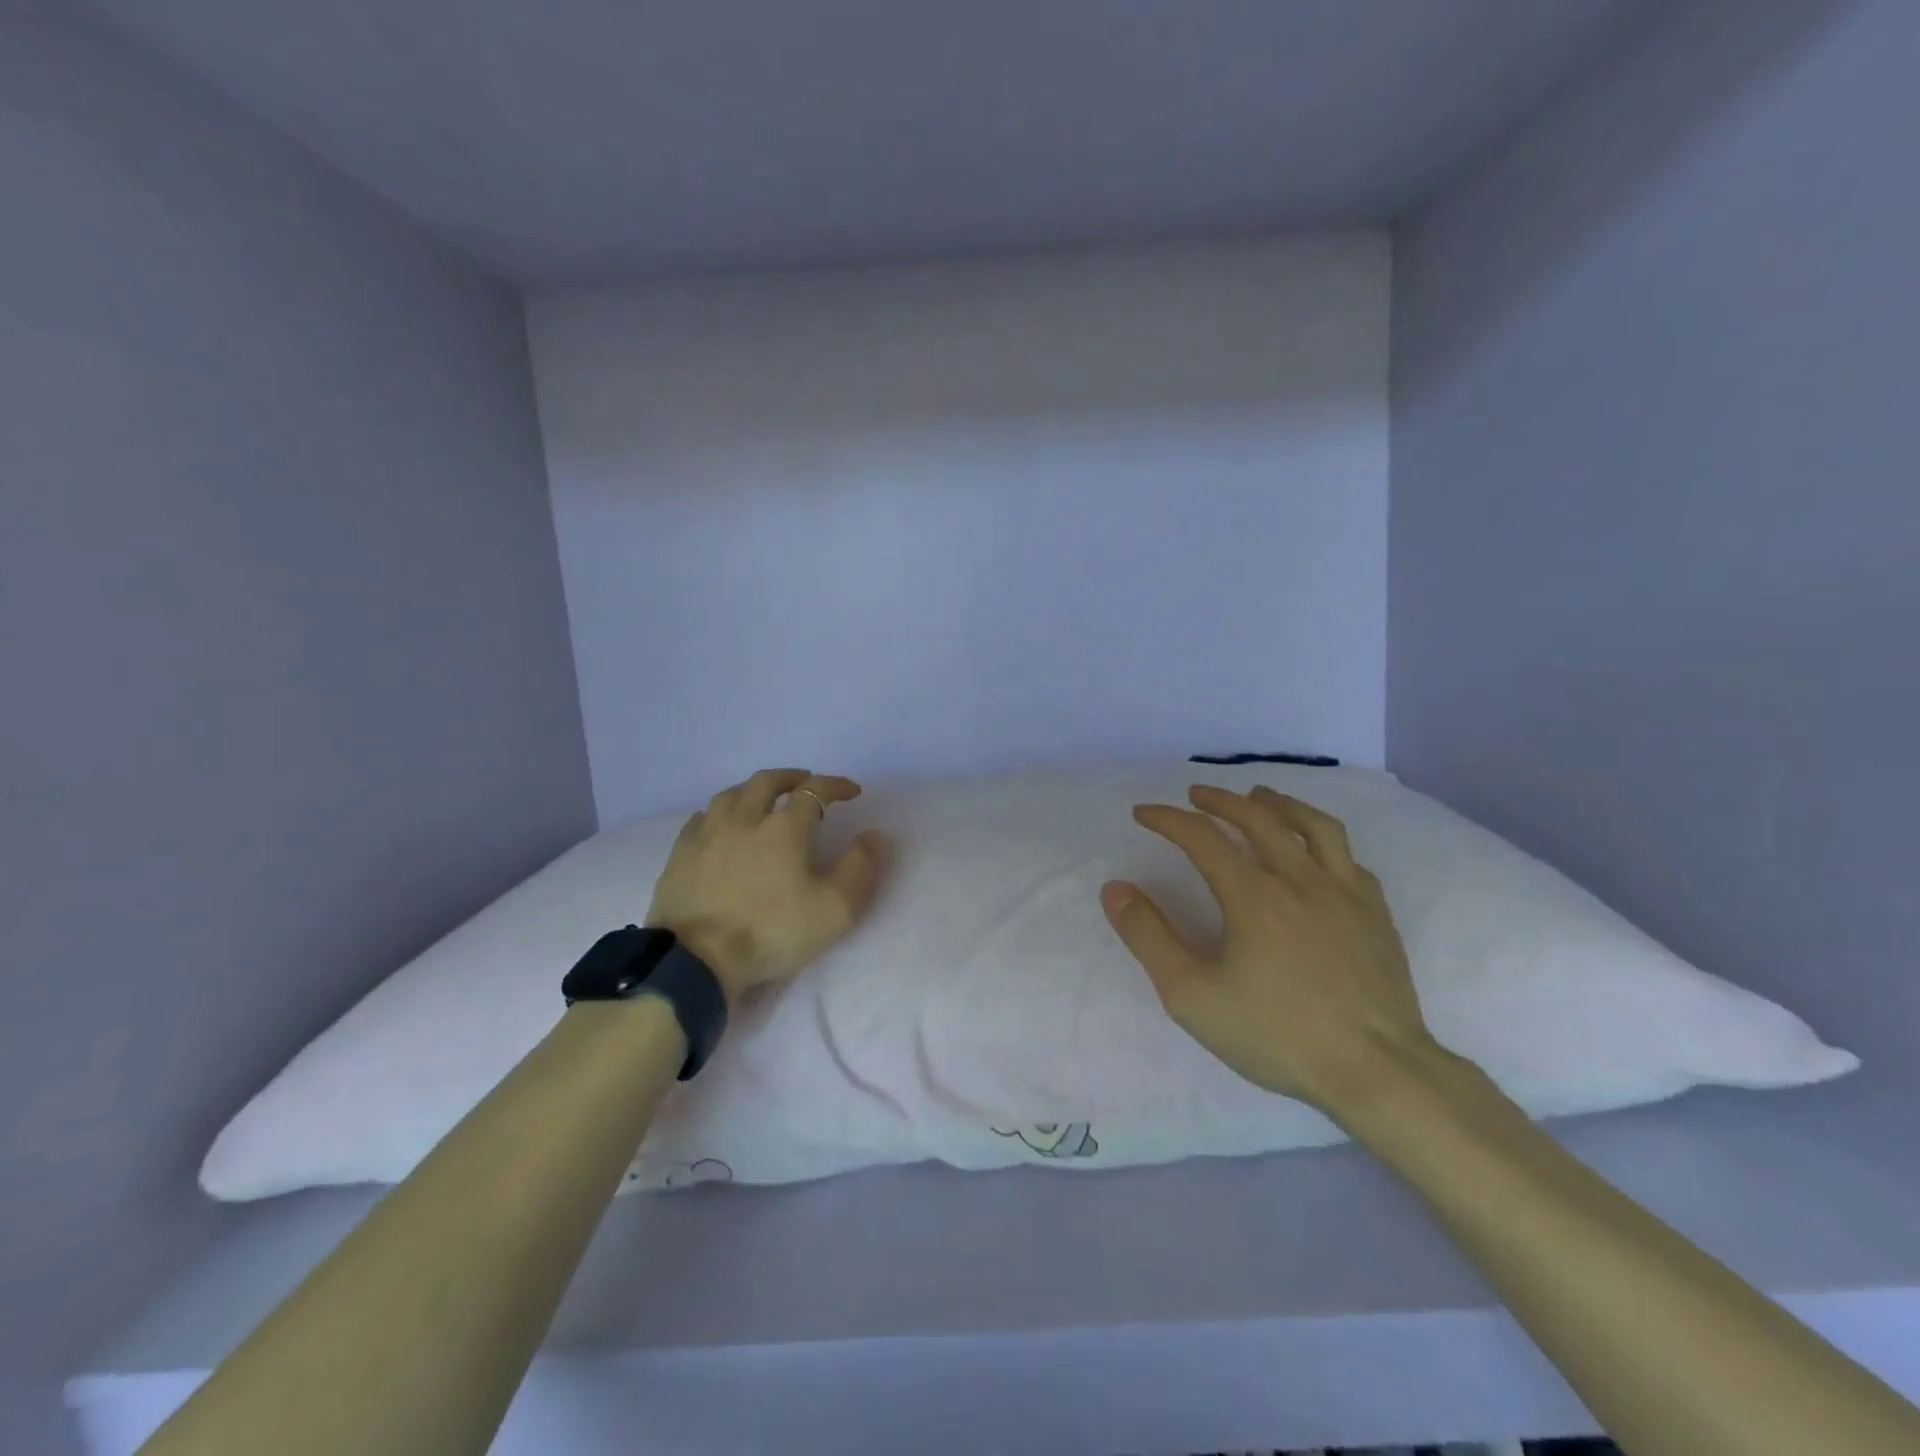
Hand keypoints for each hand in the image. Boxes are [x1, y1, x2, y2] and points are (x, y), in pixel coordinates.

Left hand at [647, 769, 884, 1003]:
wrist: (696, 960)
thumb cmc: (771, 932)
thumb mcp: (834, 910)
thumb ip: (859, 869)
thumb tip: (872, 836)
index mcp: (785, 828)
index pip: (815, 790)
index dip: (836, 785)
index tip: (851, 792)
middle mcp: (745, 819)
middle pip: (767, 782)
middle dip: (791, 778)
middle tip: (805, 784)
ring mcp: (707, 834)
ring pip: (731, 794)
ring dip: (753, 790)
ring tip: (763, 800)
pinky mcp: (680, 854)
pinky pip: (700, 818)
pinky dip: (718, 813)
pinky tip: (719, 825)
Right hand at [1100, 784, 1442, 1121]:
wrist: (1378, 1073)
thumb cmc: (1278, 1035)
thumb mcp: (1192, 995)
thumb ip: (1149, 937)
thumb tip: (1115, 889)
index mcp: (1253, 895)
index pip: (1202, 837)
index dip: (1168, 819)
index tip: (1143, 813)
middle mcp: (1300, 879)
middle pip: (1258, 817)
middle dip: (1220, 800)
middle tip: (1195, 795)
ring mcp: (1346, 893)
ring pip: (1313, 826)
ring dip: (1278, 803)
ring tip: (1259, 796)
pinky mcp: (1377, 914)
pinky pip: (1349, 858)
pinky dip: (1322, 842)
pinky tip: (1315, 852)